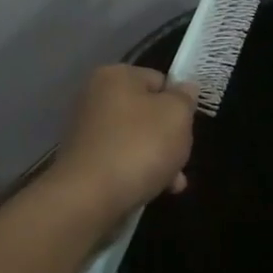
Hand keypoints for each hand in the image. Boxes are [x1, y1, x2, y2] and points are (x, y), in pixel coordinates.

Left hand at [50, 65, 196, 218]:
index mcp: (115, 75)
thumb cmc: (139, 146)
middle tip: (182, 158)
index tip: (188, 126)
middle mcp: (95, 97)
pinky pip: (120, 160)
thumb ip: (185, 98)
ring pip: (136, 139)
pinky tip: (155, 191)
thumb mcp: (176, 115)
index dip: (179, 103)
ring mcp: (86, 130)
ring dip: (158, 159)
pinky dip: (138, 172)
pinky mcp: (84, 161)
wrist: (90, 197)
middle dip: (169, 136)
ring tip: (173, 183)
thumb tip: (186, 88)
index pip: (159, 80)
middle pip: (147, 112)